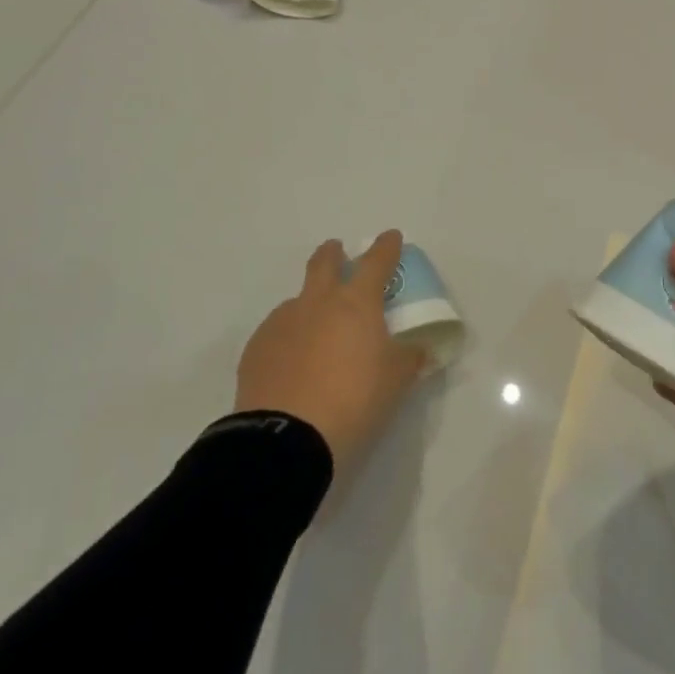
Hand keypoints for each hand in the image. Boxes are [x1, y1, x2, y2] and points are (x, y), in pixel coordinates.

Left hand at [235, 232, 426, 469]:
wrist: (287, 437)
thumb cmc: (354, 399)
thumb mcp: (396, 380)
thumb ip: (409, 357)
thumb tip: (417, 349)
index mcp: (356, 303)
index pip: (376, 263)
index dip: (386, 247)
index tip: (391, 237)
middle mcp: (316, 302)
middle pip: (324, 264)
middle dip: (333, 253)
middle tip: (338, 251)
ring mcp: (281, 322)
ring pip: (298, 300)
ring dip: (310, 304)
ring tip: (318, 331)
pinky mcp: (256, 348)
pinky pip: (278, 331)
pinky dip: (291, 337)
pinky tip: (294, 361)